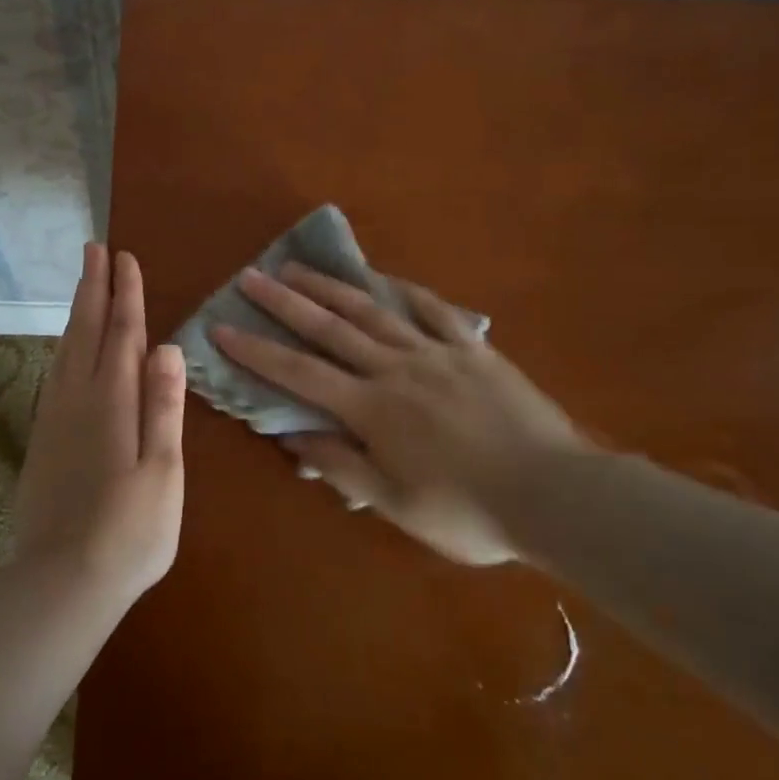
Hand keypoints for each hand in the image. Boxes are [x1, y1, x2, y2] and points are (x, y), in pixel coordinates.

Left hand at [13, 243, 186, 608]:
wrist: (62, 582)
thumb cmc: (129, 532)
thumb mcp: (163, 471)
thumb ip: (163, 406)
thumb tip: (167, 347)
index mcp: (113, 402)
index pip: (123, 334)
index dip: (126, 294)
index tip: (125, 258)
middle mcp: (79, 400)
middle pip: (87, 331)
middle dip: (93, 288)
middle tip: (94, 249)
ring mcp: (55, 420)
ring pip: (66, 350)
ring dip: (77, 313)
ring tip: (82, 285)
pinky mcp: (42, 441)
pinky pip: (54, 375)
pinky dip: (63, 348)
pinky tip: (66, 350)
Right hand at [212, 265, 586, 564]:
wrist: (556, 495)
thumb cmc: (469, 512)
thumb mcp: (396, 505)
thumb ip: (341, 466)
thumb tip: (291, 435)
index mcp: (372, 410)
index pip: (300, 374)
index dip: (257, 352)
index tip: (222, 329)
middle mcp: (396, 369)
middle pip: (331, 329)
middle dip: (285, 302)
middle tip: (250, 276)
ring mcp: (437, 353)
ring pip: (374, 311)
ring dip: (332, 288)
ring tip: (299, 267)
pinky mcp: (473, 349)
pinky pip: (434, 311)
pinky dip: (405, 291)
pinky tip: (385, 278)